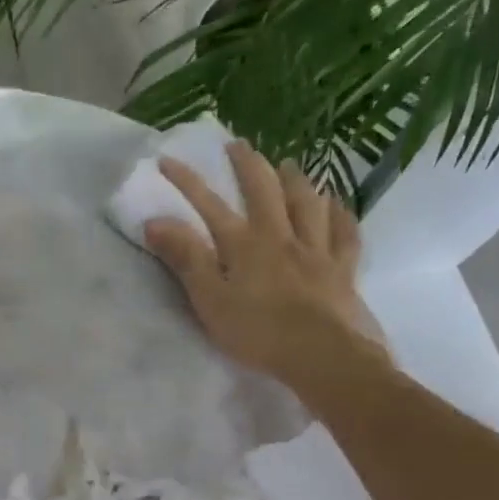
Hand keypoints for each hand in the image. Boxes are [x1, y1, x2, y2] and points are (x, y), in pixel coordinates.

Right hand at [145, 141, 388, 389]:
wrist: (320, 354)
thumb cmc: (257, 332)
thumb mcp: (209, 299)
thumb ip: (185, 259)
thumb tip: (154, 221)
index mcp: (244, 245)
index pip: (210, 205)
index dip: (187, 182)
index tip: (167, 160)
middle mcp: (281, 236)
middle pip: (264, 191)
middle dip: (248, 166)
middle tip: (239, 146)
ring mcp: (316, 250)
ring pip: (307, 204)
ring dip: (296, 181)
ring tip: (290, 165)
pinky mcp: (342, 270)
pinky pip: (344, 233)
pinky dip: (340, 214)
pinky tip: (337, 204)